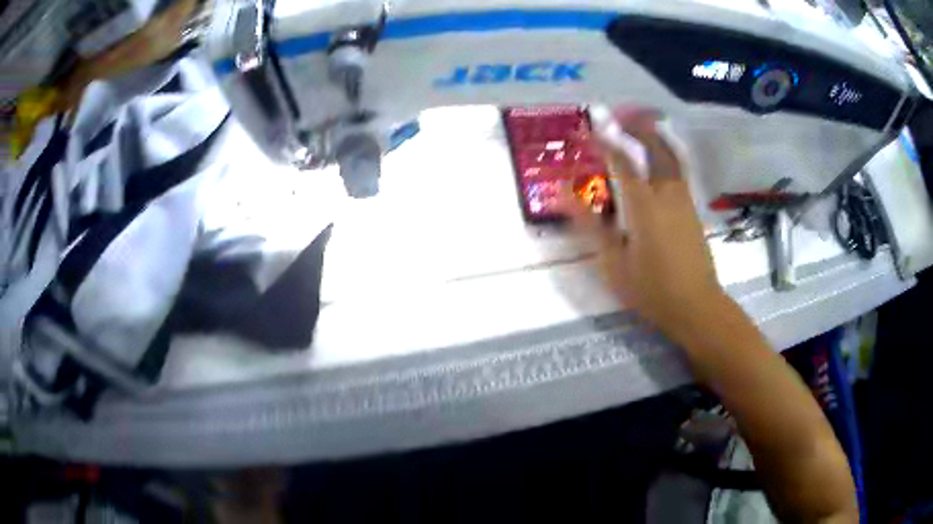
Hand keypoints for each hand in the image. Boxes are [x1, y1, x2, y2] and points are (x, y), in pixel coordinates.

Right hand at [567, 109, 726, 344]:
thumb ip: (590, 225)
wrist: (697, 307)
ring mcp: (684, 200)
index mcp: (645, 205)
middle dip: (637, 126)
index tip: (586, 131)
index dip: (603, 142)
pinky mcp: (693, 210)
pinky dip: (667, 154)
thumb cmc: (652, 290)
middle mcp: (668, 193)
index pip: (622, 161)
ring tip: (640, 127)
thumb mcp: (614, 263)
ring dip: (655, 136)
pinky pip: (679, 171)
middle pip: (656, 147)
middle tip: (619, 116)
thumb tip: (563, 195)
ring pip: (672, 156)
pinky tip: (657, 160)